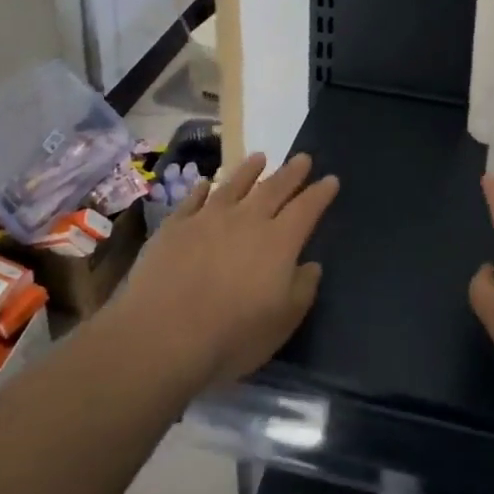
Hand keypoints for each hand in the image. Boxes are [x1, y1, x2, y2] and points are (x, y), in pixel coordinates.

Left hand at [110, 151, 338, 388]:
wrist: (162, 335)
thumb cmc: (232, 336)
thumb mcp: (282, 322)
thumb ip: (302, 289)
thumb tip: (311, 265)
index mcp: (279, 242)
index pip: (307, 209)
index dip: (320, 193)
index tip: (331, 179)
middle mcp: (247, 220)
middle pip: (274, 188)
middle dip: (291, 173)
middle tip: (303, 158)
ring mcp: (208, 219)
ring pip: (234, 185)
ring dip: (249, 170)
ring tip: (260, 157)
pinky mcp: (175, 226)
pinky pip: (194, 199)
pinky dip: (203, 189)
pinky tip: (207, 183)